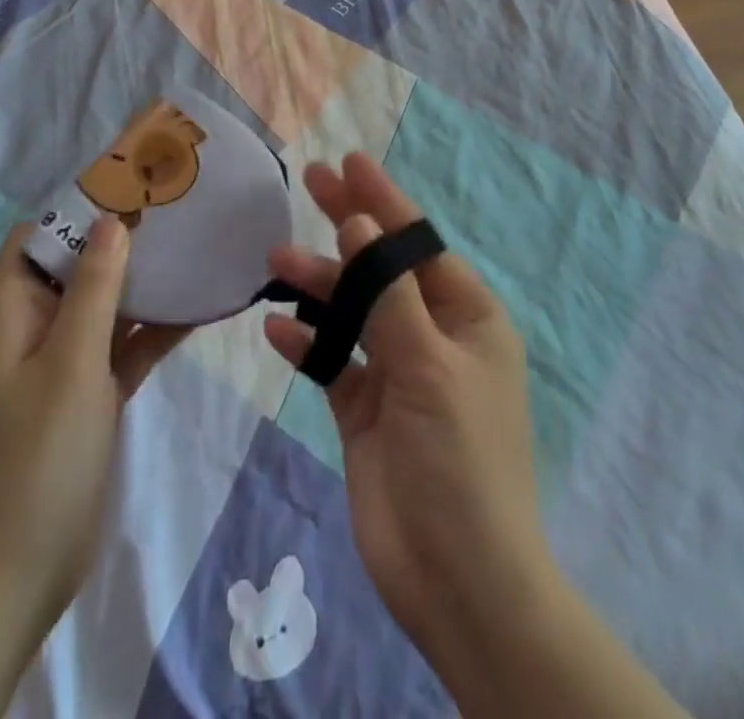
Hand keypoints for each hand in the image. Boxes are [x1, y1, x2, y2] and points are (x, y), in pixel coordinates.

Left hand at [0, 216, 186, 717]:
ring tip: (197, 244)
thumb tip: (112, 219)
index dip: (75, 207)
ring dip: (146, 280)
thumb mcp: (68, 364)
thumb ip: (94, 290)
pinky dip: (158, 327)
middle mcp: (37, 328)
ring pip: (109, 304)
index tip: (128, 183)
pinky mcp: (94, 393)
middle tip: (177, 208)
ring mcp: (67, 363)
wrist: (19, 573)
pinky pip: (128, 345)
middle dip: (122, 237)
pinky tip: (203, 306)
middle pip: (78, 265)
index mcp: (14, 313)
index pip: (36, 238)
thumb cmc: (36, 457)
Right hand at [261, 155, 547, 654]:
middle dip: (349, 223)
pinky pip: (333, 361)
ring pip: (352, 310)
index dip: (384, 200)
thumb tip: (362, 223)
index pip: (417, 243)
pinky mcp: (365, 410)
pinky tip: (277, 327)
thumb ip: (389, 294)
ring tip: (276, 260)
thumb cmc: (460, 460)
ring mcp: (398, 372)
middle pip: (383, 265)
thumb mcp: (430, 366)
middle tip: (310, 180)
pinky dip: (308, 342)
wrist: (458, 582)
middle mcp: (433, 335)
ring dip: (318, 284)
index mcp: (467, 317)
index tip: (350, 161)